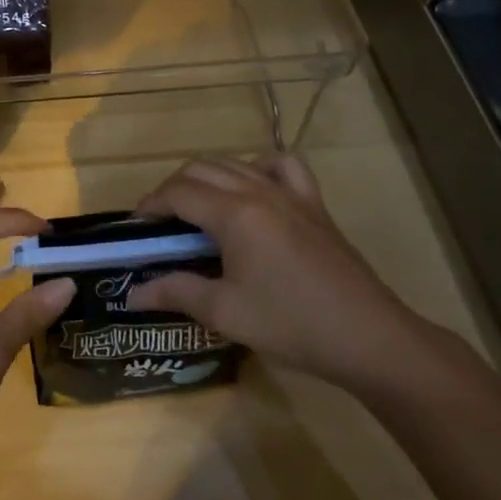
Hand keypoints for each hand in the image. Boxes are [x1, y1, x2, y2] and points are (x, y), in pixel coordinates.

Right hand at [128, 156, 435, 394]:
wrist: (368, 337)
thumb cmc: (291, 324)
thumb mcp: (224, 312)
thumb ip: (175, 292)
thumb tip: (132, 292)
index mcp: (234, 214)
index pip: (177, 192)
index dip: (150, 205)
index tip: (137, 229)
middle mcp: (258, 190)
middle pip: (200, 168)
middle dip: (173, 189)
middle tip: (162, 224)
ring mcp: (290, 192)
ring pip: (234, 162)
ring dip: (206, 177)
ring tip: (197, 210)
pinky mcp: (313, 203)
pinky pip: (281, 165)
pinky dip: (257, 167)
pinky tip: (251, 188)